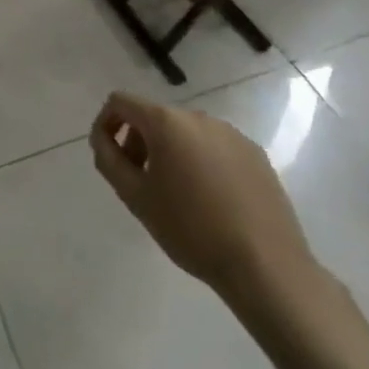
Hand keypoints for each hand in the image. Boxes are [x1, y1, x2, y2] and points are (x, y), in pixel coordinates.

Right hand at [90, 91, 318, 312]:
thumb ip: (109, 160)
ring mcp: (230, 133)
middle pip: (155, 117)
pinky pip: (215, 147)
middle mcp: (198, 116)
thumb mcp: (136, 198)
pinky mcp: (255, 153)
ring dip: (171, 153)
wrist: (266, 266)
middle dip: (139, 142)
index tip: (109, 156)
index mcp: (166, 122)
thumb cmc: (191, 230)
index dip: (106, 123)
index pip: (121, 102)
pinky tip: (212, 201)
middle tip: (141, 183)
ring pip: (186, 133)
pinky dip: (202, 163)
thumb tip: (103, 139)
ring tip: (178, 196)